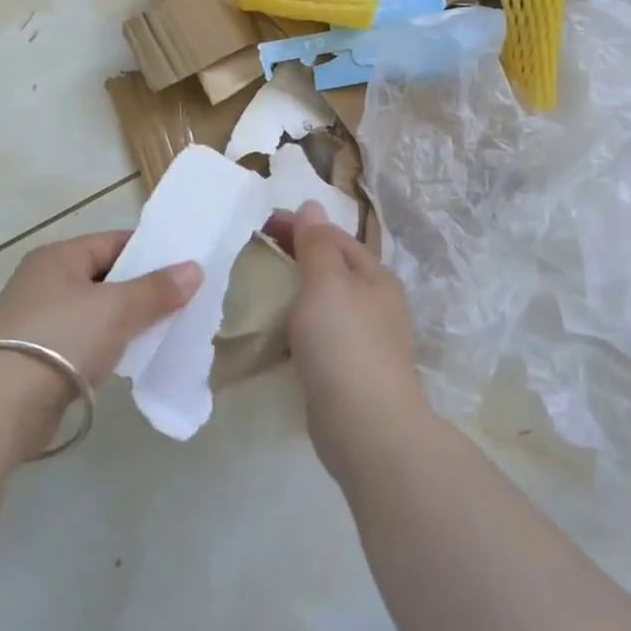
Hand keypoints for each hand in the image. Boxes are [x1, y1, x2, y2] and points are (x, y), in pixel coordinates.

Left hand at [0, 232, 200, 443]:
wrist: (2, 404)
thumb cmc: (63, 338)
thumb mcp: (118, 308)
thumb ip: (157, 289)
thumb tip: (194, 269)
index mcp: (58, 257)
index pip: (113, 242)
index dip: (150, 253)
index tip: (184, 269)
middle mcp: (43, 281)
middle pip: (104, 277)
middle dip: (140, 290)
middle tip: (180, 304)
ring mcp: (35, 319)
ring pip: (94, 312)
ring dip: (124, 321)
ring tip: (162, 332)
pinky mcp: (35, 356)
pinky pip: (82, 341)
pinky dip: (105, 346)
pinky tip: (127, 359)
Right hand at [267, 202, 428, 479]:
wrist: (365, 426)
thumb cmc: (345, 343)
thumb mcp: (327, 282)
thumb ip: (317, 244)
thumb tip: (313, 205)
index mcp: (375, 278)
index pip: (335, 238)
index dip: (301, 226)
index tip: (262, 224)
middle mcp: (375, 305)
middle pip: (331, 270)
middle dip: (296, 259)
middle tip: (255, 255)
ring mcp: (364, 341)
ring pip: (323, 305)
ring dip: (294, 295)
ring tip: (258, 292)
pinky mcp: (348, 372)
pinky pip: (318, 337)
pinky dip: (296, 328)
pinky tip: (274, 335)